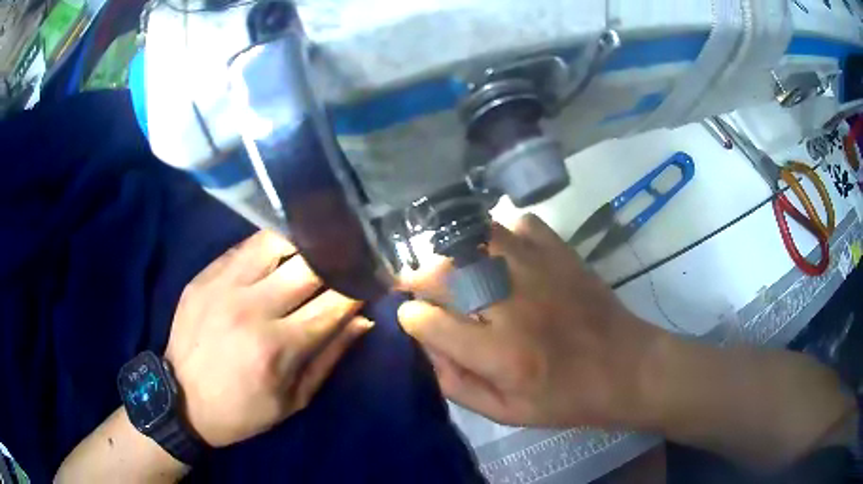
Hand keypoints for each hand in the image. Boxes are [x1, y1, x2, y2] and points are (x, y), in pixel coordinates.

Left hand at [165, 231, 371, 446]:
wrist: (181, 400)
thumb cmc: (242, 410)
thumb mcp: (293, 401)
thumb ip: (330, 358)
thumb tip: (362, 320)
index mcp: (277, 347)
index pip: (334, 303)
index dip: (359, 288)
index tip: (371, 281)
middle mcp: (251, 308)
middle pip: (310, 265)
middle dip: (337, 262)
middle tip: (346, 262)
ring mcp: (223, 286)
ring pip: (276, 241)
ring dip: (302, 245)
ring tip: (313, 252)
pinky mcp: (204, 276)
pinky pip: (244, 246)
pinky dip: (269, 246)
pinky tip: (278, 254)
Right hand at [398, 214, 662, 428]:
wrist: (625, 367)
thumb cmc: (565, 398)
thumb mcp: (505, 413)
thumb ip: (457, 384)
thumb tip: (426, 348)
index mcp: (500, 354)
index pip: (428, 322)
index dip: (410, 317)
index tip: (411, 318)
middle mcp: (513, 306)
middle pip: (443, 272)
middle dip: (417, 278)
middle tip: (417, 287)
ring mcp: (539, 270)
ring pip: (474, 239)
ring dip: (452, 251)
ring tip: (451, 266)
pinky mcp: (560, 253)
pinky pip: (517, 223)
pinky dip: (499, 232)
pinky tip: (499, 252)